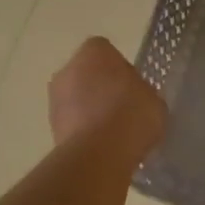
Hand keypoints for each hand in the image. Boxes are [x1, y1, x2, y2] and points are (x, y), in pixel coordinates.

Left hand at [48, 37, 166, 154]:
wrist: (100, 154)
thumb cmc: (132, 115)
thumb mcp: (153, 99)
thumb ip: (140, 91)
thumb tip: (133, 96)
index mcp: (95, 52)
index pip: (105, 51)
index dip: (119, 68)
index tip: (131, 86)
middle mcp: (68, 68)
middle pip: (86, 73)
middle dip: (100, 87)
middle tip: (122, 107)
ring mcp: (55, 98)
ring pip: (75, 97)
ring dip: (89, 109)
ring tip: (112, 131)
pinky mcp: (50, 126)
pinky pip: (72, 121)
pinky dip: (83, 129)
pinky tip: (101, 144)